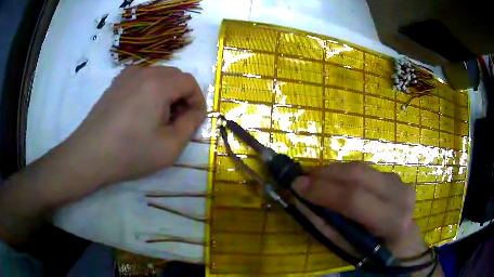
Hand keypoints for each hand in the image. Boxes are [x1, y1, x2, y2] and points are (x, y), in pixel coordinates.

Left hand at [58, 66, 205, 191]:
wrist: (90, 155)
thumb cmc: (130, 153)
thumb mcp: (170, 147)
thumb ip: (191, 125)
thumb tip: (195, 112)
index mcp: (158, 83)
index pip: (189, 82)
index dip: (197, 101)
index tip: (193, 121)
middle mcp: (143, 72)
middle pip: (174, 76)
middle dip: (182, 97)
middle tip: (176, 122)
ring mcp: (126, 76)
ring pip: (158, 77)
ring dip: (166, 94)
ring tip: (157, 120)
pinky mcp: (115, 84)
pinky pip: (141, 81)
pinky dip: (149, 92)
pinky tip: (141, 114)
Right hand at [292, 162, 426, 259]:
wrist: (403, 241)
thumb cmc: (374, 253)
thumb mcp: (348, 249)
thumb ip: (324, 226)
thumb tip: (300, 202)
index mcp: (391, 221)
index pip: (355, 199)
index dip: (324, 191)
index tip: (297, 186)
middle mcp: (400, 195)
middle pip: (359, 175)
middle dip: (326, 173)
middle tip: (303, 178)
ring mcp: (400, 182)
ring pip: (362, 168)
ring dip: (334, 171)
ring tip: (315, 179)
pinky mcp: (395, 176)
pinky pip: (366, 169)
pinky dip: (346, 173)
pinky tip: (335, 180)